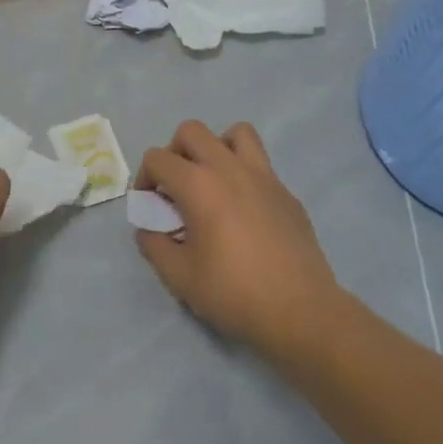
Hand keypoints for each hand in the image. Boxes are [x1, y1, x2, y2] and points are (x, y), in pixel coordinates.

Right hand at [134, 120, 340, 357]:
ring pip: (236, 133)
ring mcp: (264, 176)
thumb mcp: (179, 276)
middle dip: (174, 153)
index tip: (148, 206)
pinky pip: (260, 165)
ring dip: (216, 148)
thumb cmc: (233, 293)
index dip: (143, 178)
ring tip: (212, 183)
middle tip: (175, 188)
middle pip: (192, 131)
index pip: (157, 158)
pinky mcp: (286, 193)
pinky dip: (244, 175)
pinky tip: (244, 213)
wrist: (300, 312)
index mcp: (199, 185)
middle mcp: (230, 168)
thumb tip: (147, 229)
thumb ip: (154, 246)